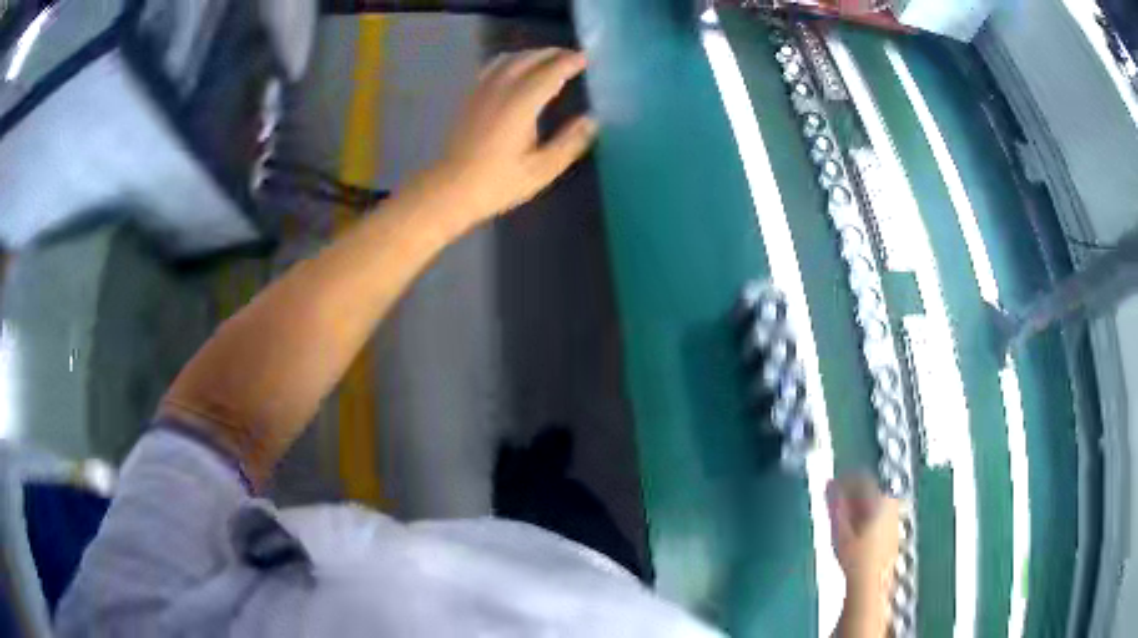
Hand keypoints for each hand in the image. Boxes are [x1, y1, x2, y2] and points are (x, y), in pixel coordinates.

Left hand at [428, 48, 597, 223]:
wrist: (449, 189)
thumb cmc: (497, 182)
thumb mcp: (542, 169)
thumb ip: (570, 142)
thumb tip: (592, 120)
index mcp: (521, 103)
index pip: (550, 72)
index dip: (569, 62)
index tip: (586, 58)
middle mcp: (501, 89)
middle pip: (529, 59)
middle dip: (552, 54)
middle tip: (572, 57)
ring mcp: (481, 90)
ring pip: (509, 59)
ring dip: (531, 55)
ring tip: (548, 60)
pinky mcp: (469, 97)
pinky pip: (492, 67)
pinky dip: (511, 61)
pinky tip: (515, 70)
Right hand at [828, 475, 900, 632]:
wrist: (870, 586)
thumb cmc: (855, 558)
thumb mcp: (839, 530)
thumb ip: (835, 504)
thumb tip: (828, 483)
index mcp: (880, 500)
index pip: (862, 478)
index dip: (844, 479)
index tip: (830, 484)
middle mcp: (892, 506)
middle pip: (871, 489)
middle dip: (852, 492)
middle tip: (833, 499)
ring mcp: (894, 521)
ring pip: (875, 504)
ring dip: (858, 506)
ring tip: (841, 516)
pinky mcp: (893, 535)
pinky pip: (879, 517)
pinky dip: (865, 518)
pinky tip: (853, 532)